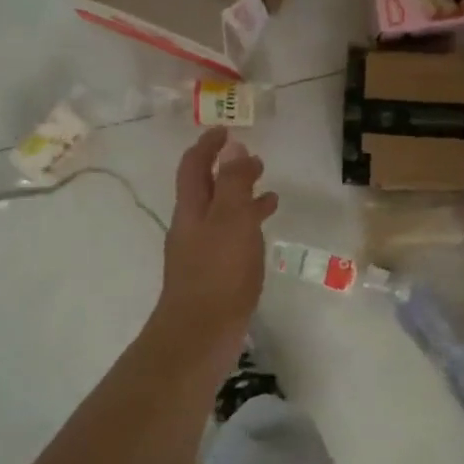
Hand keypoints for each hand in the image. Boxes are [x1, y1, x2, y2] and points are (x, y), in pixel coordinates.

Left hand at [152, 128, 278, 366]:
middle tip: (255, 159)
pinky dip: (248, 227)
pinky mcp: (214, 274)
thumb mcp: (231, 220)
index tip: (225, 128)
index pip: (194, 165)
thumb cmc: (218, 273)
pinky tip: (264, 233)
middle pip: (207, 188)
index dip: (208, 144)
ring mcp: (201, 251)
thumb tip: (233, 147)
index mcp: (192, 208)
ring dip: (243, 198)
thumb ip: (234, 183)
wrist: (200, 335)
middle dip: (229, 170)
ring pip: (223, 214)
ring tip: (271, 193)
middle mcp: (192, 226)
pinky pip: (231, 238)